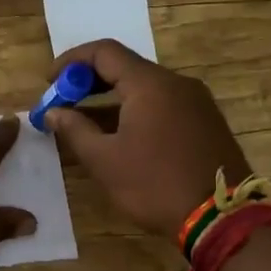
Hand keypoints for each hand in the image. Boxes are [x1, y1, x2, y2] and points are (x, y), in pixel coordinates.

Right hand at [45, 39, 252, 238]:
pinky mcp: (205, 122)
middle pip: (126, 67)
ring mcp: (196, 102)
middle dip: (89, 82)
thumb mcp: (104, 161)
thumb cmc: (154, 185)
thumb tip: (53, 112)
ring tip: (84, 123)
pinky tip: (120, 136)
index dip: (71, 61)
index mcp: (150, 84)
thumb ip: (74, 130)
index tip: (49, 82)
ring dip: (111, 99)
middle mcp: (177, 83)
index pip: (104, 52)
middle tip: (62, 102)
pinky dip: (134, 110)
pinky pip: (162, 104)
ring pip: (145, 88)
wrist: (221, 218)